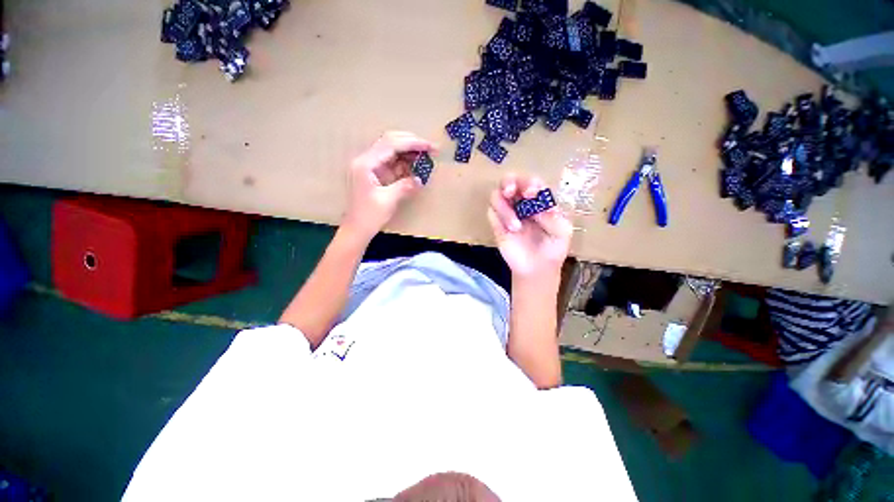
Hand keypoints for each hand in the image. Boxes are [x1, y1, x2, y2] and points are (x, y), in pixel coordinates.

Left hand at [342, 131, 435, 238]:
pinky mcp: (375, 173)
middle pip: (390, 141)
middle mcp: (366, 160)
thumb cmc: (369, 216)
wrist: (357, 228)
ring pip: (392, 150)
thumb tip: (420, 179)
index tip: (430, 146)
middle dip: (411, 143)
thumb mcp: (388, 201)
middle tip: (430, 148)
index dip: (412, 143)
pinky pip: (392, 162)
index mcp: (366, 164)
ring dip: (409, 152)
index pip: (391, 144)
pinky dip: (404, 163)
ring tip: (426, 156)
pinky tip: (415, 166)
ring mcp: (370, 166)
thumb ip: (404, 186)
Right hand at [487, 174, 572, 279]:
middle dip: (508, 182)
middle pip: (509, 181)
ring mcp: (507, 213)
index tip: (532, 194)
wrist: (537, 269)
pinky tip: (509, 231)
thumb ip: (554, 218)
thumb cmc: (553, 248)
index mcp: (538, 200)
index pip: (531, 182)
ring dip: (503, 207)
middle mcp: (521, 202)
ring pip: (496, 196)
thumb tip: (539, 207)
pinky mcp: (497, 225)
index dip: (529, 183)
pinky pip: (491, 213)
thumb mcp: (563, 232)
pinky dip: (498, 217)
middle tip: (510, 191)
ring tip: (516, 226)